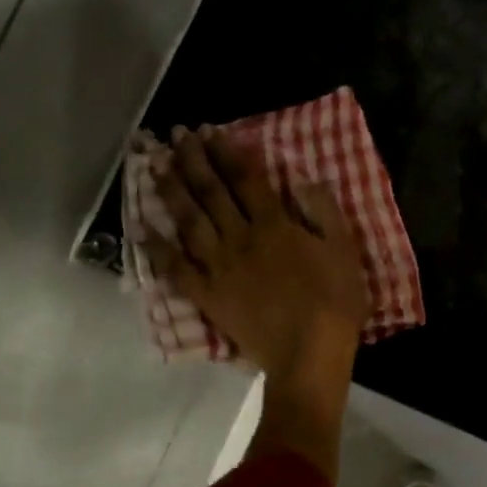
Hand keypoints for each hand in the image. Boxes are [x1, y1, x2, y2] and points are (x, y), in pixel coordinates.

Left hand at [142, 125, 368, 392]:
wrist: (308, 355)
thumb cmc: (333, 303)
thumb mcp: (344, 251)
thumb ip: (324, 213)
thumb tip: (302, 181)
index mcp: (274, 226)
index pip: (244, 179)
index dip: (225, 152)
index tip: (208, 130)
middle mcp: (240, 239)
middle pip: (210, 193)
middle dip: (192, 160)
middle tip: (175, 135)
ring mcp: (219, 268)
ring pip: (189, 222)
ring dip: (171, 192)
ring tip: (155, 166)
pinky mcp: (208, 296)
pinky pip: (176, 269)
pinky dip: (158, 249)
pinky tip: (142, 229)